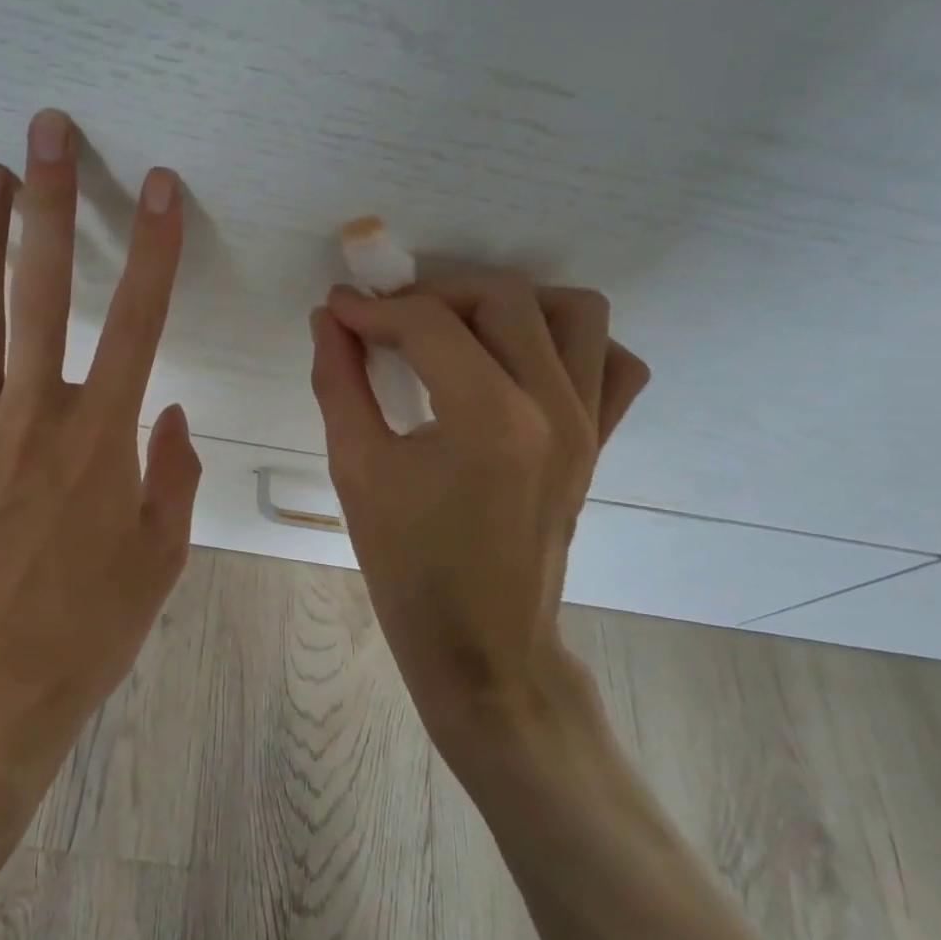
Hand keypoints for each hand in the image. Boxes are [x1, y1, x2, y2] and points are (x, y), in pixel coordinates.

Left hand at [0, 109, 200, 804]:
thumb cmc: (83, 637)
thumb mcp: (159, 562)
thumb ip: (172, 477)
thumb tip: (171, 416)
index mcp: (100, 444)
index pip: (137, 322)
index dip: (153, 249)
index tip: (161, 188)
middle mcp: (31, 419)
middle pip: (39, 292)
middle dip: (47, 204)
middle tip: (46, 134)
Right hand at [308, 273, 648, 764]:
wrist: (482, 645)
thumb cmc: (409, 567)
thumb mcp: (356, 469)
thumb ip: (338, 382)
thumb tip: (329, 320)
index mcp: (487, 416)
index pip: (427, 323)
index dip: (371, 308)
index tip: (337, 309)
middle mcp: (552, 405)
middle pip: (502, 298)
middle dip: (434, 293)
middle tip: (389, 321)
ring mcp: (587, 423)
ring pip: (573, 312)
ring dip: (510, 304)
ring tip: (460, 331)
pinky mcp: (600, 442)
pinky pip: (611, 363)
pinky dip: (570, 344)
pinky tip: (521, 363)